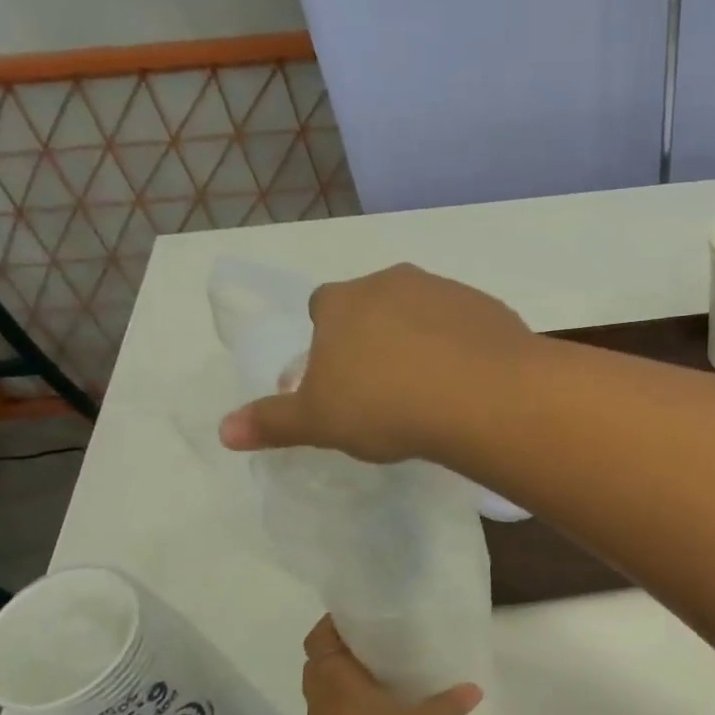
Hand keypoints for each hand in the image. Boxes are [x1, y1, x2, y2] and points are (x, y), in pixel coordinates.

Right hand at [218, 264, 532, 462]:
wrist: (479, 396)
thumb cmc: (386, 407)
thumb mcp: (320, 422)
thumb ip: (274, 422)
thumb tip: (223, 431)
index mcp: (343, 303)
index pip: (323, 307)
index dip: (328, 340)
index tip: (341, 377)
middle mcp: (393, 283)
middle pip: (376, 304)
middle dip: (376, 336)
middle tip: (388, 386)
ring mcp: (446, 291)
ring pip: (425, 312)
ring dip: (424, 339)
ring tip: (433, 389)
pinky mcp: (490, 308)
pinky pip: (469, 326)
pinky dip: (465, 347)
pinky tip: (472, 383)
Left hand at [297, 616, 480, 714]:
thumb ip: (448, 705)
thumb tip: (474, 688)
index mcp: (336, 678)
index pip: (320, 637)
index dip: (335, 623)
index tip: (361, 615)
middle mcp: (321, 696)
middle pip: (320, 660)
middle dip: (344, 648)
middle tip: (378, 641)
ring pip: (326, 688)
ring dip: (346, 678)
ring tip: (383, 670)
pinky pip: (333, 711)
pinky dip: (350, 703)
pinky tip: (380, 707)